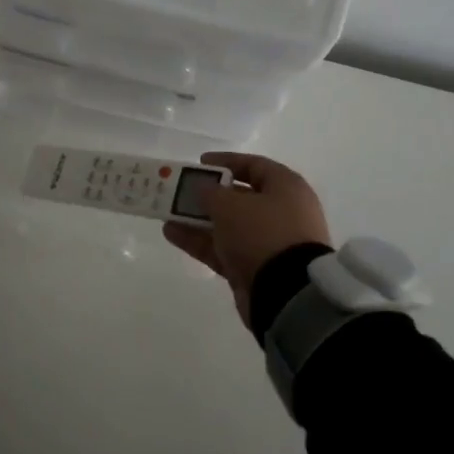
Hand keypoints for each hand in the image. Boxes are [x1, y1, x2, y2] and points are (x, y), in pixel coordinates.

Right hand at [163, 152, 331, 325]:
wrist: (286, 292)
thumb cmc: (262, 233)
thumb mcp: (230, 205)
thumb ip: (210, 192)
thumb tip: (201, 188)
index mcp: (286, 188)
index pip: (254, 165)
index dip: (226, 162)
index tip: (199, 163)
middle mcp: (281, 212)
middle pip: (239, 197)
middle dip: (208, 195)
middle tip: (180, 191)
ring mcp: (268, 242)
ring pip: (228, 225)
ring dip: (198, 219)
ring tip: (168, 214)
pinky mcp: (255, 268)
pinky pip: (224, 248)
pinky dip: (201, 241)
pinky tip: (172, 234)